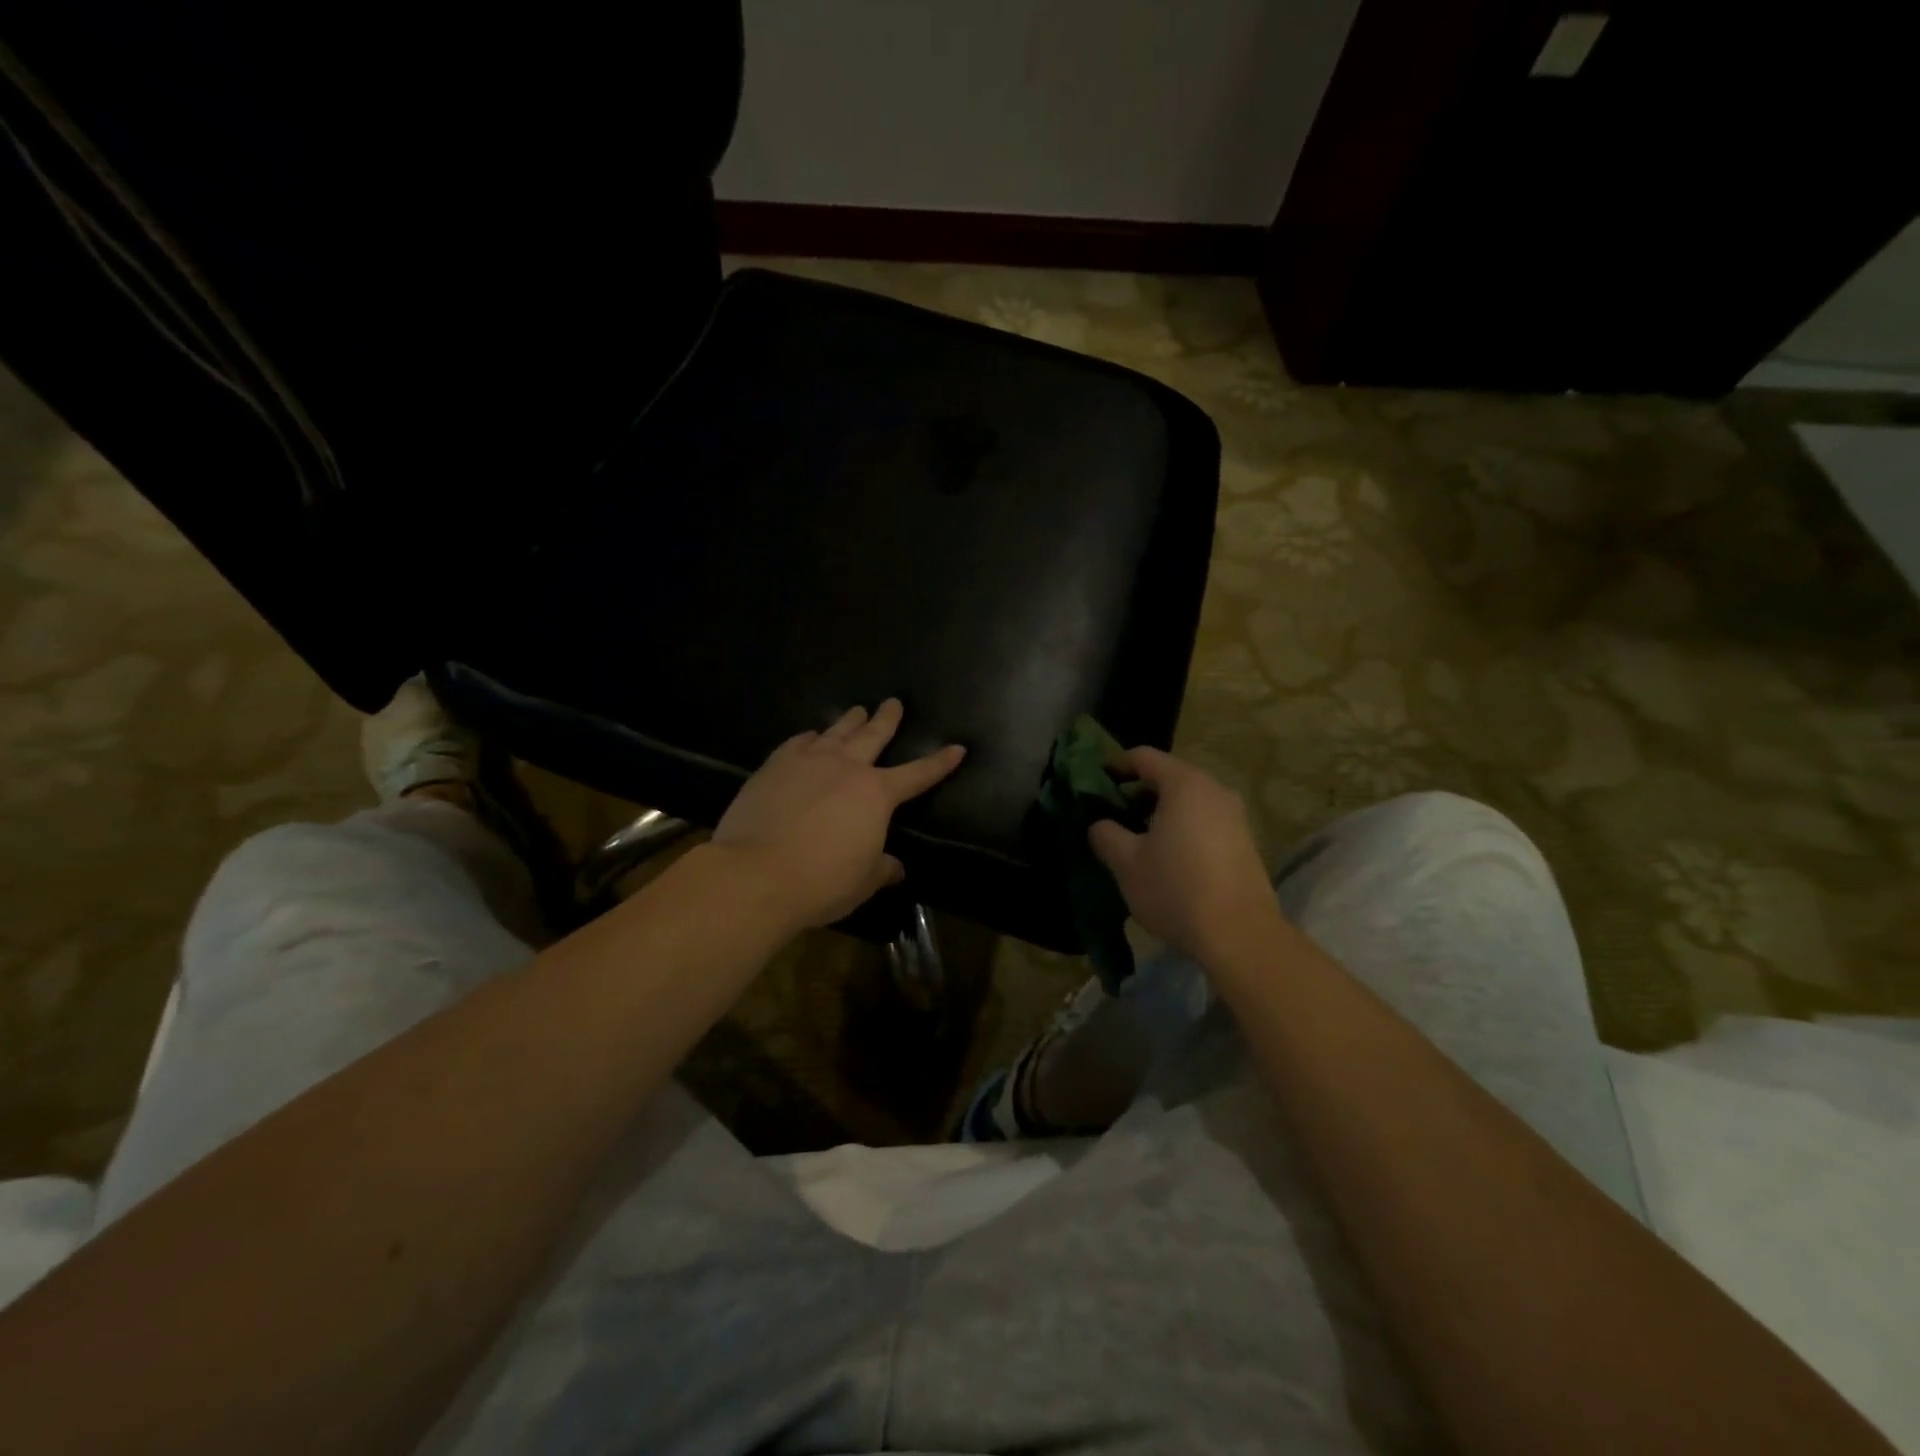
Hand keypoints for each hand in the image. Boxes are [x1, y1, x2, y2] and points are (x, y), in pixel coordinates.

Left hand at [713, 699, 965, 930]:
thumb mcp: (863, 881)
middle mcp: (846, 768)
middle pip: (873, 735)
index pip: (918, 774)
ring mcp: (808, 761)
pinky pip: (798, 742)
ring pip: (835, 732)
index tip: (957, 748)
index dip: (939, 762)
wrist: (757, 873)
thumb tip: (896, 868)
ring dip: (849, 720)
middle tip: (894, 702)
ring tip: (857, 710)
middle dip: (887, 718)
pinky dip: (809, 737)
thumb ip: (882, 868)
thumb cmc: (822, 881)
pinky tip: (810, 736)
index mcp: (877, 794)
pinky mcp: (774, 766)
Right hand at [1087, 747, 1282, 966]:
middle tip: (1113, 817)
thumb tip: (1100, 824)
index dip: (1115, 766)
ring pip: (1188, 801)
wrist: (1240, 935)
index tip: (1096, 785)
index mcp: (1184, 784)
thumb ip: (1106, 834)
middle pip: (1168, 777)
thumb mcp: (1126, 863)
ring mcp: (1235, 816)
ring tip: (1138, 841)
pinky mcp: (1245, 842)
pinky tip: (1169, 859)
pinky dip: (1183, 829)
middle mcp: (1214, 790)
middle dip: (1138, 793)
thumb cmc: (1176, 888)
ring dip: (1160, 814)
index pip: (1143, 757)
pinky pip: (1205, 821)